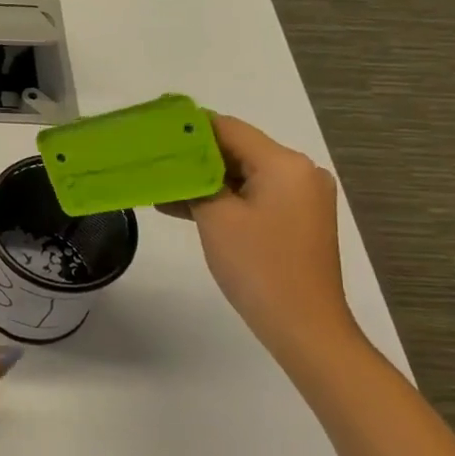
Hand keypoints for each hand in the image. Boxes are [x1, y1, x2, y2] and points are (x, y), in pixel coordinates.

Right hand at [160, 114, 359, 358]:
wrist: (304, 327)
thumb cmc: (258, 266)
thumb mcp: (216, 217)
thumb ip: (195, 179)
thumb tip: (177, 159)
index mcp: (285, 163)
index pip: (228, 128)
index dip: (187, 128)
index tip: (151, 133)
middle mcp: (299, 172)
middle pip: (237, 149)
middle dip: (193, 157)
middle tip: (150, 160)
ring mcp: (301, 197)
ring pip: (242, 174)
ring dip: (204, 180)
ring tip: (159, 186)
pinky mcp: (296, 218)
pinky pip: (253, 196)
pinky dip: (223, 199)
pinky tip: (184, 207)